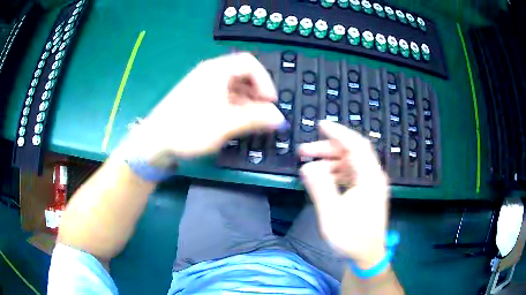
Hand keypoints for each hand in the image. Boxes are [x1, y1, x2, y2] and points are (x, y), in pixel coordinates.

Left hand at [122, 52, 284, 164]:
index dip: (265, 80)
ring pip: (233, 85)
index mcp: (216, 71)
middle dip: (257, 92)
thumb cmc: (187, 131)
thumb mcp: (224, 126)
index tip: (270, 102)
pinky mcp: (197, 96)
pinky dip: (234, 105)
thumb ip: (254, 119)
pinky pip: (223, 94)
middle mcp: (209, 73)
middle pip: (242, 73)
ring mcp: (202, 84)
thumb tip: (279, 117)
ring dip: (247, 100)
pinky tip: (236, 120)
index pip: (249, 63)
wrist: (153, 143)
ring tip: (252, 120)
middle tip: (264, 113)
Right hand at [299, 120, 388, 268]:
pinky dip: (336, 172)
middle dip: (328, 148)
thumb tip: (307, 166)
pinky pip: (351, 175)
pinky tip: (323, 177)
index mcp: (370, 177)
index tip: (320, 125)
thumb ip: (320, 187)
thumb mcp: (332, 213)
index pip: (356, 145)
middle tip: (304, 150)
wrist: (367, 256)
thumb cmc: (351, 237)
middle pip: (352, 152)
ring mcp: (371, 185)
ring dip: (330, 161)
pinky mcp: (367, 193)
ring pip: (351, 163)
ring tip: (309, 165)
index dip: (338, 133)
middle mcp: (374, 177)